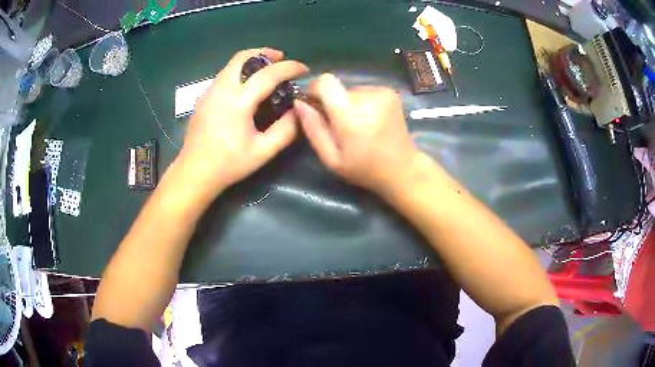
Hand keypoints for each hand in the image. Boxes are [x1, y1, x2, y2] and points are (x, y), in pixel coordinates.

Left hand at [178, 48, 308, 197]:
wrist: (194, 172)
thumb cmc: (228, 164)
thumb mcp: (263, 152)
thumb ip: (285, 130)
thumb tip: (298, 111)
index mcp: (238, 101)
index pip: (268, 74)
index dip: (289, 68)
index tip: (303, 69)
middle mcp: (221, 89)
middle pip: (243, 57)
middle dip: (265, 53)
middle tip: (281, 59)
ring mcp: (209, 91)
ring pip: (232, 64)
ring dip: (251, 61)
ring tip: (266, 70)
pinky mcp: (203, 97)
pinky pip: (224, 74)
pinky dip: (239, 71)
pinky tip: (246, 86)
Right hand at [294, 74, 417, 195]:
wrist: (403, 169)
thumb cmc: (364, 169)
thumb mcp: (331, 158)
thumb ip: (313, 128)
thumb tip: (299, 102)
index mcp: (352, 117)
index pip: (325, 82)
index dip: (315, 90)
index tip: (315, 105)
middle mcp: (369, 98)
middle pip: (338, 88)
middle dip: (333, 103)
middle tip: (340, 127)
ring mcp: (383, 93)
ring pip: (351, 90)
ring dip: (348, 104)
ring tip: (358, 127)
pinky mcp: (390, 93)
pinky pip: (364, 92)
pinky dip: (362, 104)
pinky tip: (370, 121)